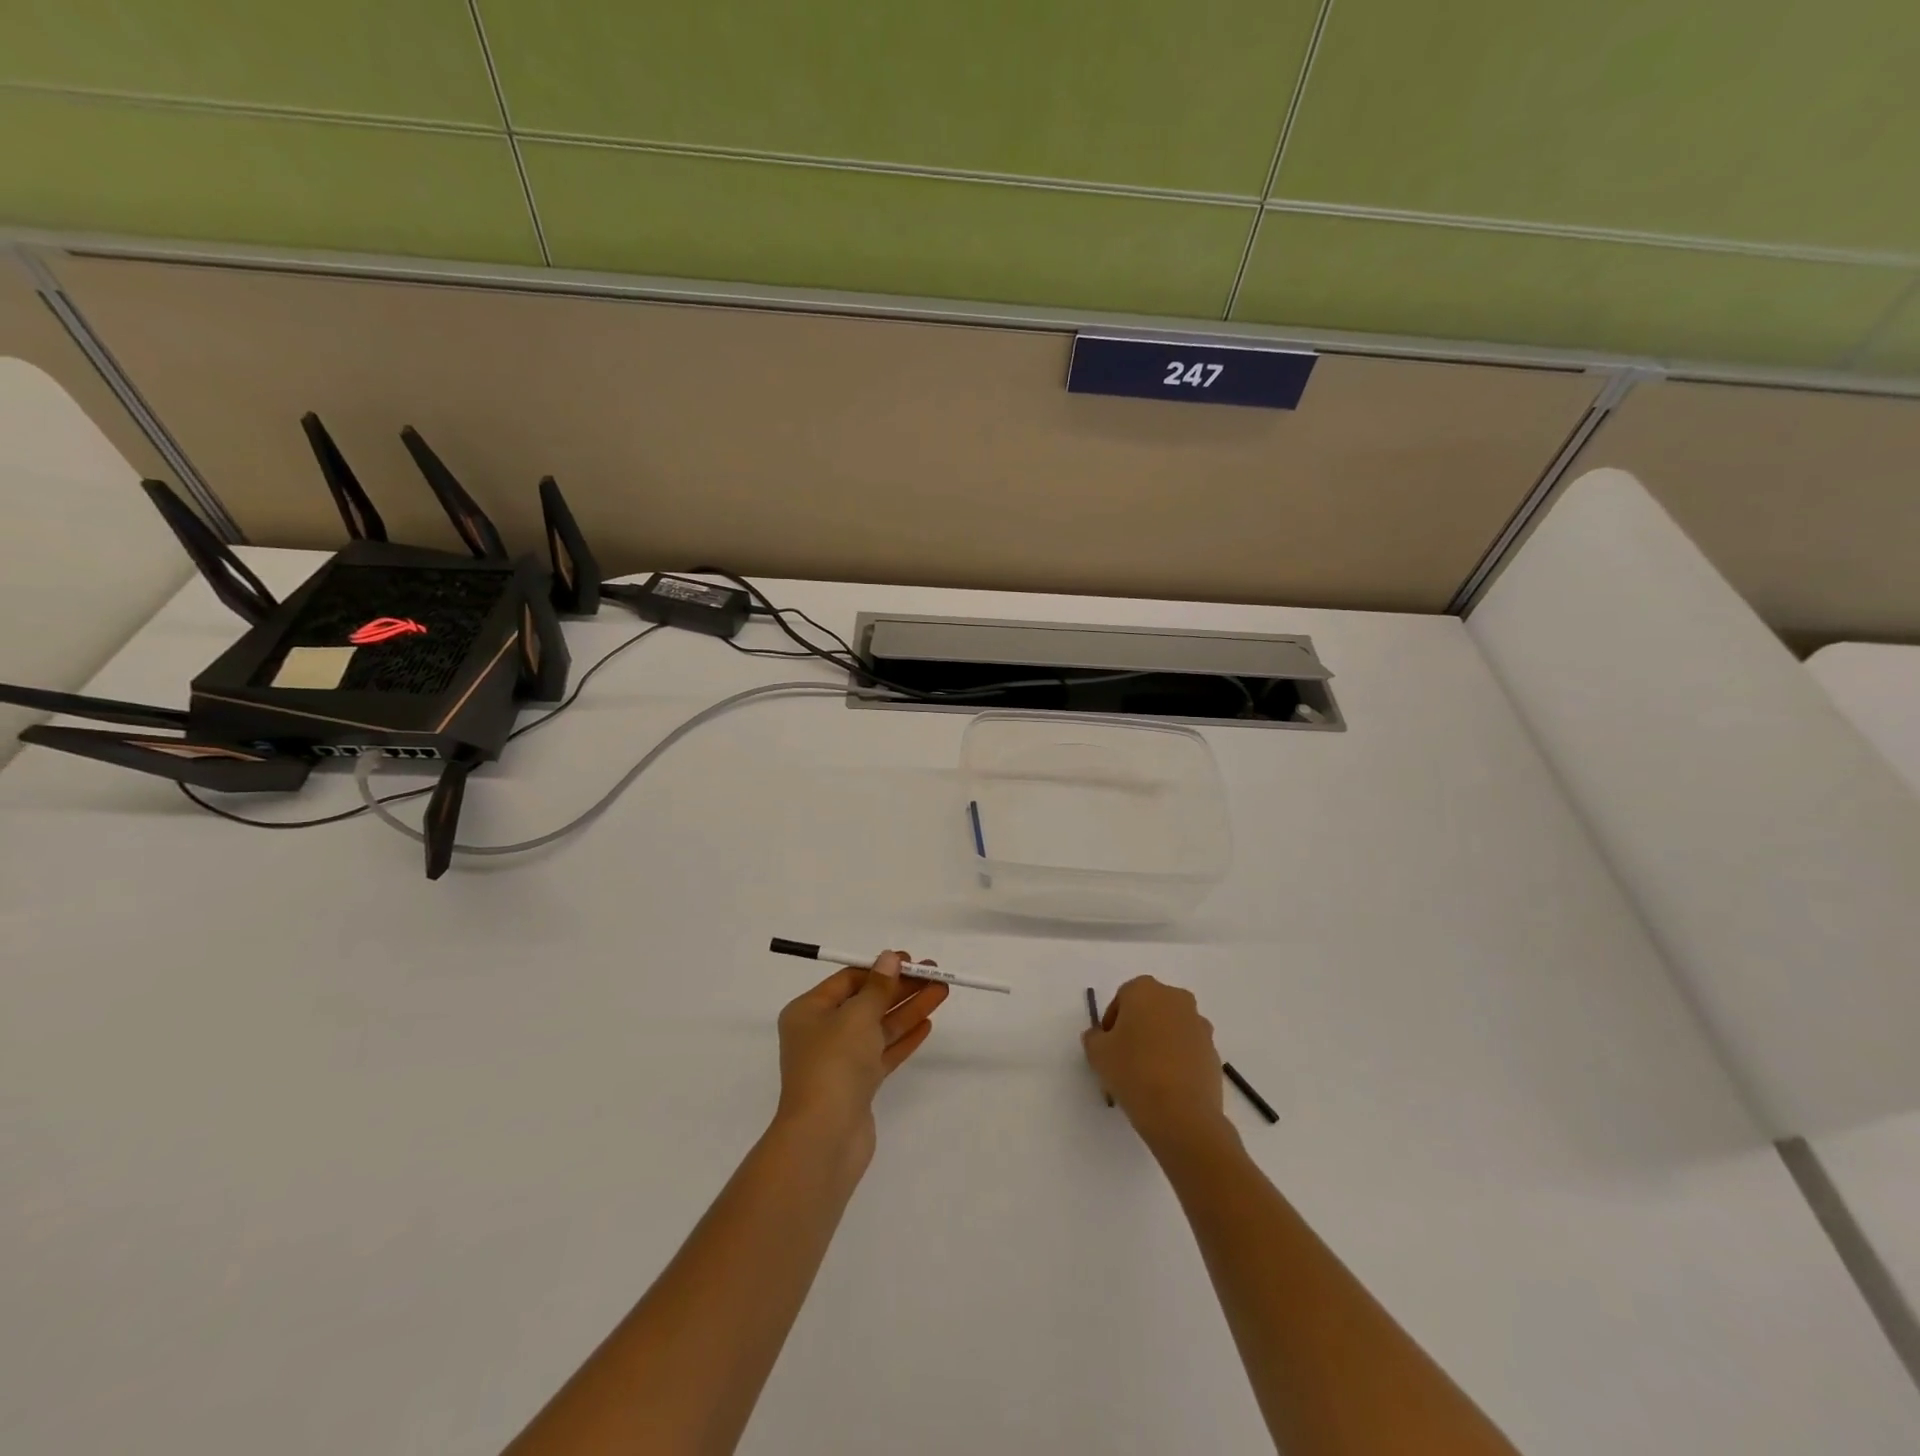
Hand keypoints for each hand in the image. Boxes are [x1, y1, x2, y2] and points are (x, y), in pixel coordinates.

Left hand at [775, 951, 948, 1167]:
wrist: (825, 1137)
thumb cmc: (834, 1063)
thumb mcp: (857, 1015)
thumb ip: (878, 986)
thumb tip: (889, 958)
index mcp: (809, 1011)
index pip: (848, 980)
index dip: (880, 969)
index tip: (910, 961)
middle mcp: (821, 1033)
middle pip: (867, 1002)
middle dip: (901, 988)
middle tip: (934, 974)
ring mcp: (840, 1062)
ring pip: (879, 1027)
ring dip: (909, 1009)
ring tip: (941, 991)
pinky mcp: (858, 1086)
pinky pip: (883, 1053)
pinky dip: (904, 1038)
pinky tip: (927, 1024)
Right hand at [1083, 977, 1231, 1152]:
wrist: (1182, 1114)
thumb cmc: (1133, 1072)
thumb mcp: (1097, 1053)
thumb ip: (1094, 1037)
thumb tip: (1100, 1036)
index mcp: (1145, 989)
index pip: (1122, 998)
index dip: (1111, 1023)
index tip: (1107, 1048)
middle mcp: (1176, 998)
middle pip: (1149, 1010)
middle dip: (1137, 1029)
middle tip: (1124, 1059)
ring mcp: (1199, 1025)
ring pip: (1170, 1029)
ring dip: (1159, 1044)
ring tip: (1146, 1077)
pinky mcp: (1214, 1052)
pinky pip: (1188, 1050)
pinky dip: (1177, 1061)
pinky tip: (1166, 1087)